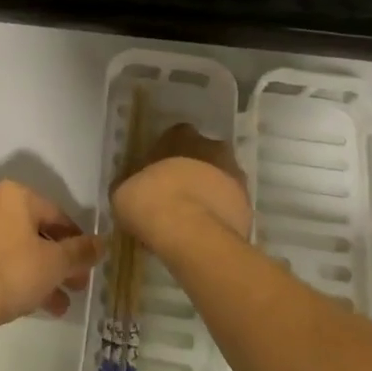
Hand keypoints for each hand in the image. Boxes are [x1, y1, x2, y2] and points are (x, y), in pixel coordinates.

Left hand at [0, 181, 100, 330]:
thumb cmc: (12, 270)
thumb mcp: (54, 263)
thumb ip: (80, 251)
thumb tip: (102, 242)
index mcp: (14, 195)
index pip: (55, 214)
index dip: (76, 240)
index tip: (87, 264)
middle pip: (33, 232)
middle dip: (57, 263)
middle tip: (75, 288)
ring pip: (13, 249)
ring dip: (37, 275)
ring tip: (57, 307)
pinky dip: (11, 276)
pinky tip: (26, 304)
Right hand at [113, 122, 252, 249]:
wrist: (191, 234)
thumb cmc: (150, 201)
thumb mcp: (124, 191)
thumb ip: (130, 184)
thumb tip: (130, 190)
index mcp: (181, 136)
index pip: (176, 136)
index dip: (166, 156)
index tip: (157, 174)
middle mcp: (212, 148)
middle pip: (203, 156)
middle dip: (193, 172)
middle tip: (175, 196)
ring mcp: (235, 176)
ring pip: (220, 181)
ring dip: (209, 194)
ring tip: (190, 219)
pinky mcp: (248, 206)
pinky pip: (230, 207)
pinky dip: (220, 216)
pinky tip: (203, 233)